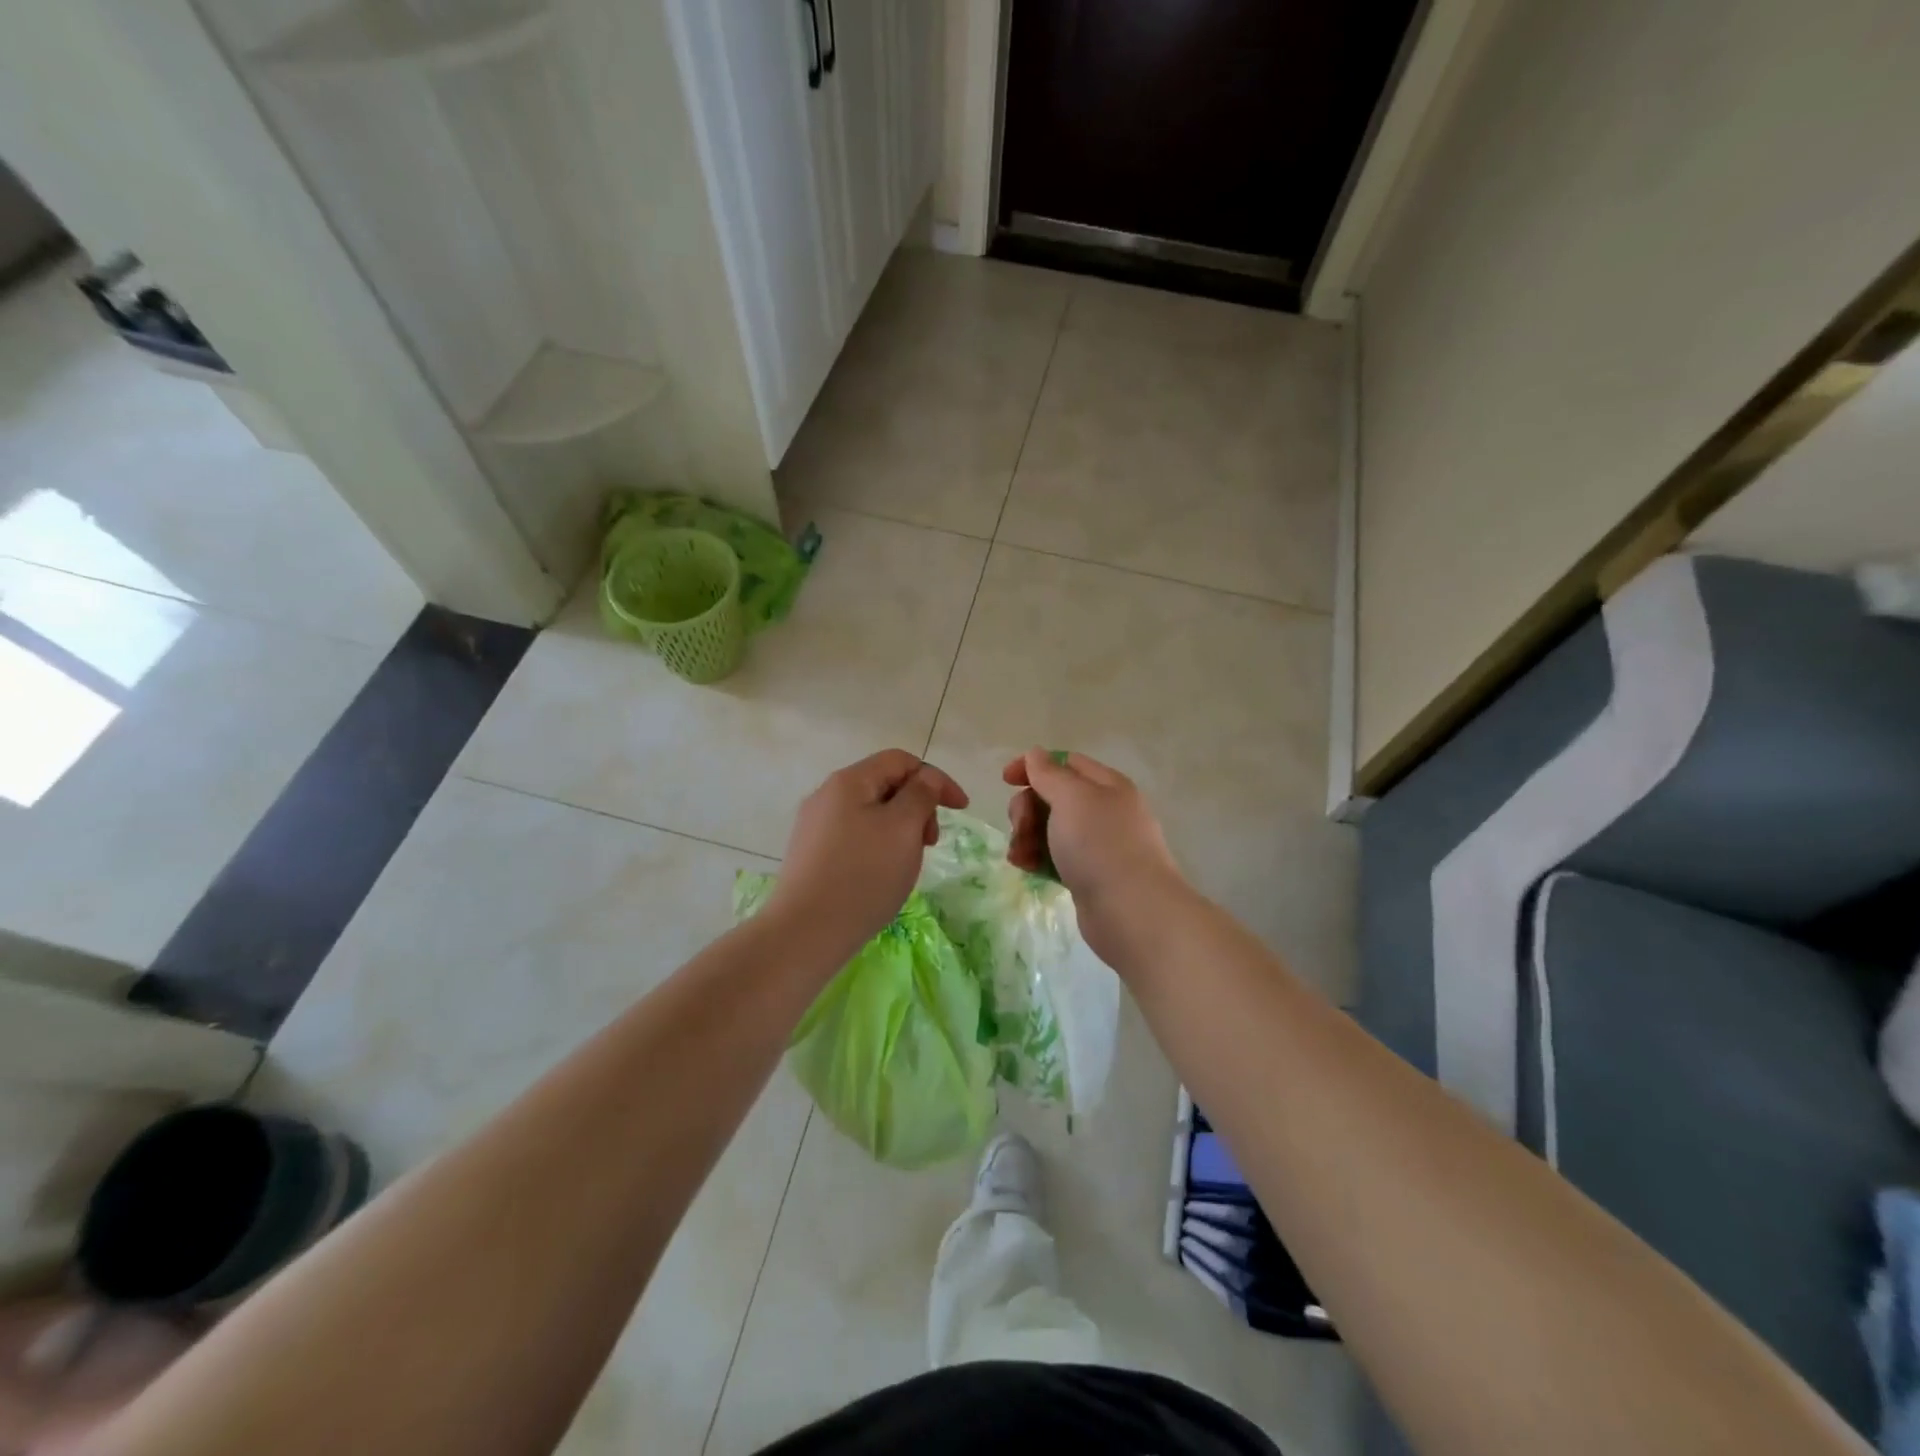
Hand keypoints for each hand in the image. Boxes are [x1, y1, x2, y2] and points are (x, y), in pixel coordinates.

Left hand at [768, 750, 968, 955]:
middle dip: (917, 807)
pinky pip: (855, 837)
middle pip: (885, 785)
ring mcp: (814, 826)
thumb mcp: (903, 828)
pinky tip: (881, 876)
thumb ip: (921, 794)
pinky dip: (879, 846)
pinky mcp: (811, 854)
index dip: (935, 779)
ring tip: (907, 863)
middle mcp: (827, 796)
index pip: (901, 761)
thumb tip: (925, 778)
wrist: (806, 932)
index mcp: (849, 781)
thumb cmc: (863, 875)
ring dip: (900, 829)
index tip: (960, 809)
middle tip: (930, 843)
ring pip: (871, 814)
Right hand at [1004, 748, 1186, 960]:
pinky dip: (1037, 858)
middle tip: (1020, 828)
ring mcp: (1098, 845)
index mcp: (1106, 785)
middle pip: (1053, 796)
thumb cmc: (1100, 845)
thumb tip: (1035, 753)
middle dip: (1027, 808)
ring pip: (1051, 829)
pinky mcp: (1089, 875)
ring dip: (1027, 836)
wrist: (1132, 912)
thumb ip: (1049, 774)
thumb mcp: (1071, 798)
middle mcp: (1105, 810)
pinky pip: (1056, 857)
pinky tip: (1026, 868)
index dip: (1033, 766)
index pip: (1065, 762)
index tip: (1005, 781)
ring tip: (1019, 856)